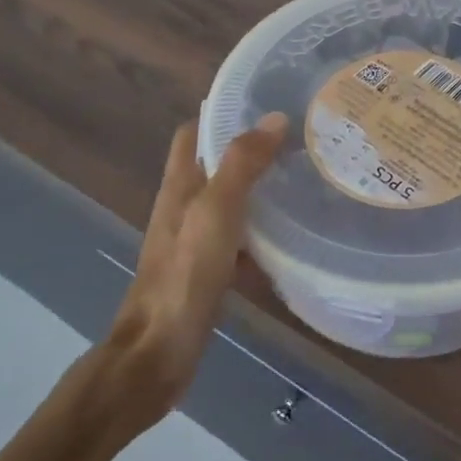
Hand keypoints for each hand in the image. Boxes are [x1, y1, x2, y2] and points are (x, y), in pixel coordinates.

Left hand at [94, 112, 286, 430]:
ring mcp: (194, 242)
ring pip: (231, 203)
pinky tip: (293, 240)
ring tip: (304, 181)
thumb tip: (274, 118)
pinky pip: (239, 240)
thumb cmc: (184, 277)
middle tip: (298, 142)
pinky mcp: (206, 272)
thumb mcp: (215, 212)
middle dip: (252, 151)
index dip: (223, 113)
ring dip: (260, 191)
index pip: (194, 132)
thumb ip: (242, 164)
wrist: (157, 355)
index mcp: (180, 186)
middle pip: (216, 165)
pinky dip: (262, 234)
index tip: (266, 105)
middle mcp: (184, 207)